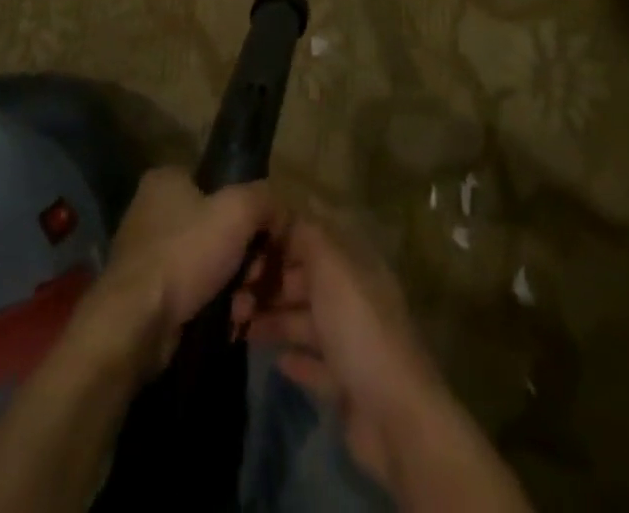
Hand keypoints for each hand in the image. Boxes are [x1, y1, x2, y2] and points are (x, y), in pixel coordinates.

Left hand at [72, 168, 278, 381]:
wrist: (136, 324)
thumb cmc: (185, 253)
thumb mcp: (237, 211)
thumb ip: (264, 199)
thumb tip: (280, 211)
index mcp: (167, 179)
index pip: (220, 184)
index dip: (247, 211)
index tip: (266, 239)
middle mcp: (152, 210)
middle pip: (217, 227)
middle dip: (245, 257)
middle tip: (256, 279)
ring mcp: (148, 254)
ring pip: (209, 263)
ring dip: (235, 285)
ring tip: (245, 307)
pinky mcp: (148, 294)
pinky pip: (194, 292)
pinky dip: (214, 305)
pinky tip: (229, 321)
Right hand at [233, 212, 452, 487]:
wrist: (395, 418)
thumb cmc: (359, 329)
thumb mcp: (332, 268)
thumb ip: (308, 236)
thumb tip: (286, 210)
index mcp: (355, 264)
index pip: (313, 239)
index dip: (280, 239)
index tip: (243, 245)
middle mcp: (355, 296)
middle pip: (307, 280)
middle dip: (271, 283)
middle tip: (233, 294)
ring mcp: (353, 341)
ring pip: (306, 320)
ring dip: (275, 320)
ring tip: (240, 326)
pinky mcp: (347, 383)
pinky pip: (316, 362)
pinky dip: (296, 359)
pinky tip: (275, 360)